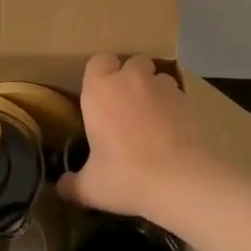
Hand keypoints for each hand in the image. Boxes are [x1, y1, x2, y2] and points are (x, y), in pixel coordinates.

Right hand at [57, 54, 219, 221]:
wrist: (182, 181)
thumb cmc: (126, 177)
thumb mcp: (90, 188)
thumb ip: (72, 184)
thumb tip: (61, 187)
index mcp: (100, 90)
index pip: (97, 61)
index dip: (100, 75)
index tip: (99, 97)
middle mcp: (131, 79)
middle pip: (132, 62)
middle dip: (130, 77)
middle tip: (125, 107)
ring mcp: (164, 87)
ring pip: (157, 77)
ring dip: (154, 90)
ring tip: (152, 119)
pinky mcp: (189, 100)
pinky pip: (177, 95)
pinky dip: (173, 107)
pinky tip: (172, 132)